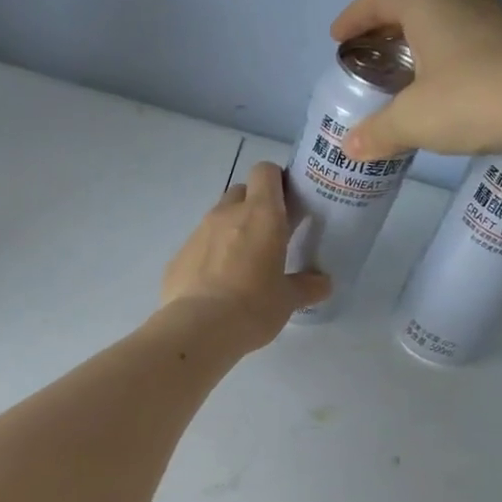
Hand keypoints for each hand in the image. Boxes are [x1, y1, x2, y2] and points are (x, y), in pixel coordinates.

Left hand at [160, 161, 330, 350]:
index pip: (265, 172)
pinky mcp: (177, 256)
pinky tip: (214, 287)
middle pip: (240, 192)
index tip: (286, 205)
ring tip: (240, 267)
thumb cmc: (253, 306)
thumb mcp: (288, 300)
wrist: (198, 329)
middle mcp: (226, 214)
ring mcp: (197, 233)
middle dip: (253, 207)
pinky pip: (197, 247)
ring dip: (230, 233)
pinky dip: (208, 257)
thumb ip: (307, 286)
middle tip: (266, 238)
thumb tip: (323, 283)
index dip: (276, 182)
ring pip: (217, 219)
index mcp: (261, 214)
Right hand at [330, 0, 501, 162]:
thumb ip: (377, 131)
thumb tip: (352, 146)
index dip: (354, 15)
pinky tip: (443, 90)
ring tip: (403, 75)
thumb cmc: (473, 98)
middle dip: (384, 28)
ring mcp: (496, 19)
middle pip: (413, 4)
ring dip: (417, 42)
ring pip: (444, 22)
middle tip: (367, 56)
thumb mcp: (412, 120)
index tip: (338, 38)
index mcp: (430, 5)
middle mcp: (463, 0)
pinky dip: (444, 58)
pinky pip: (467, 41)